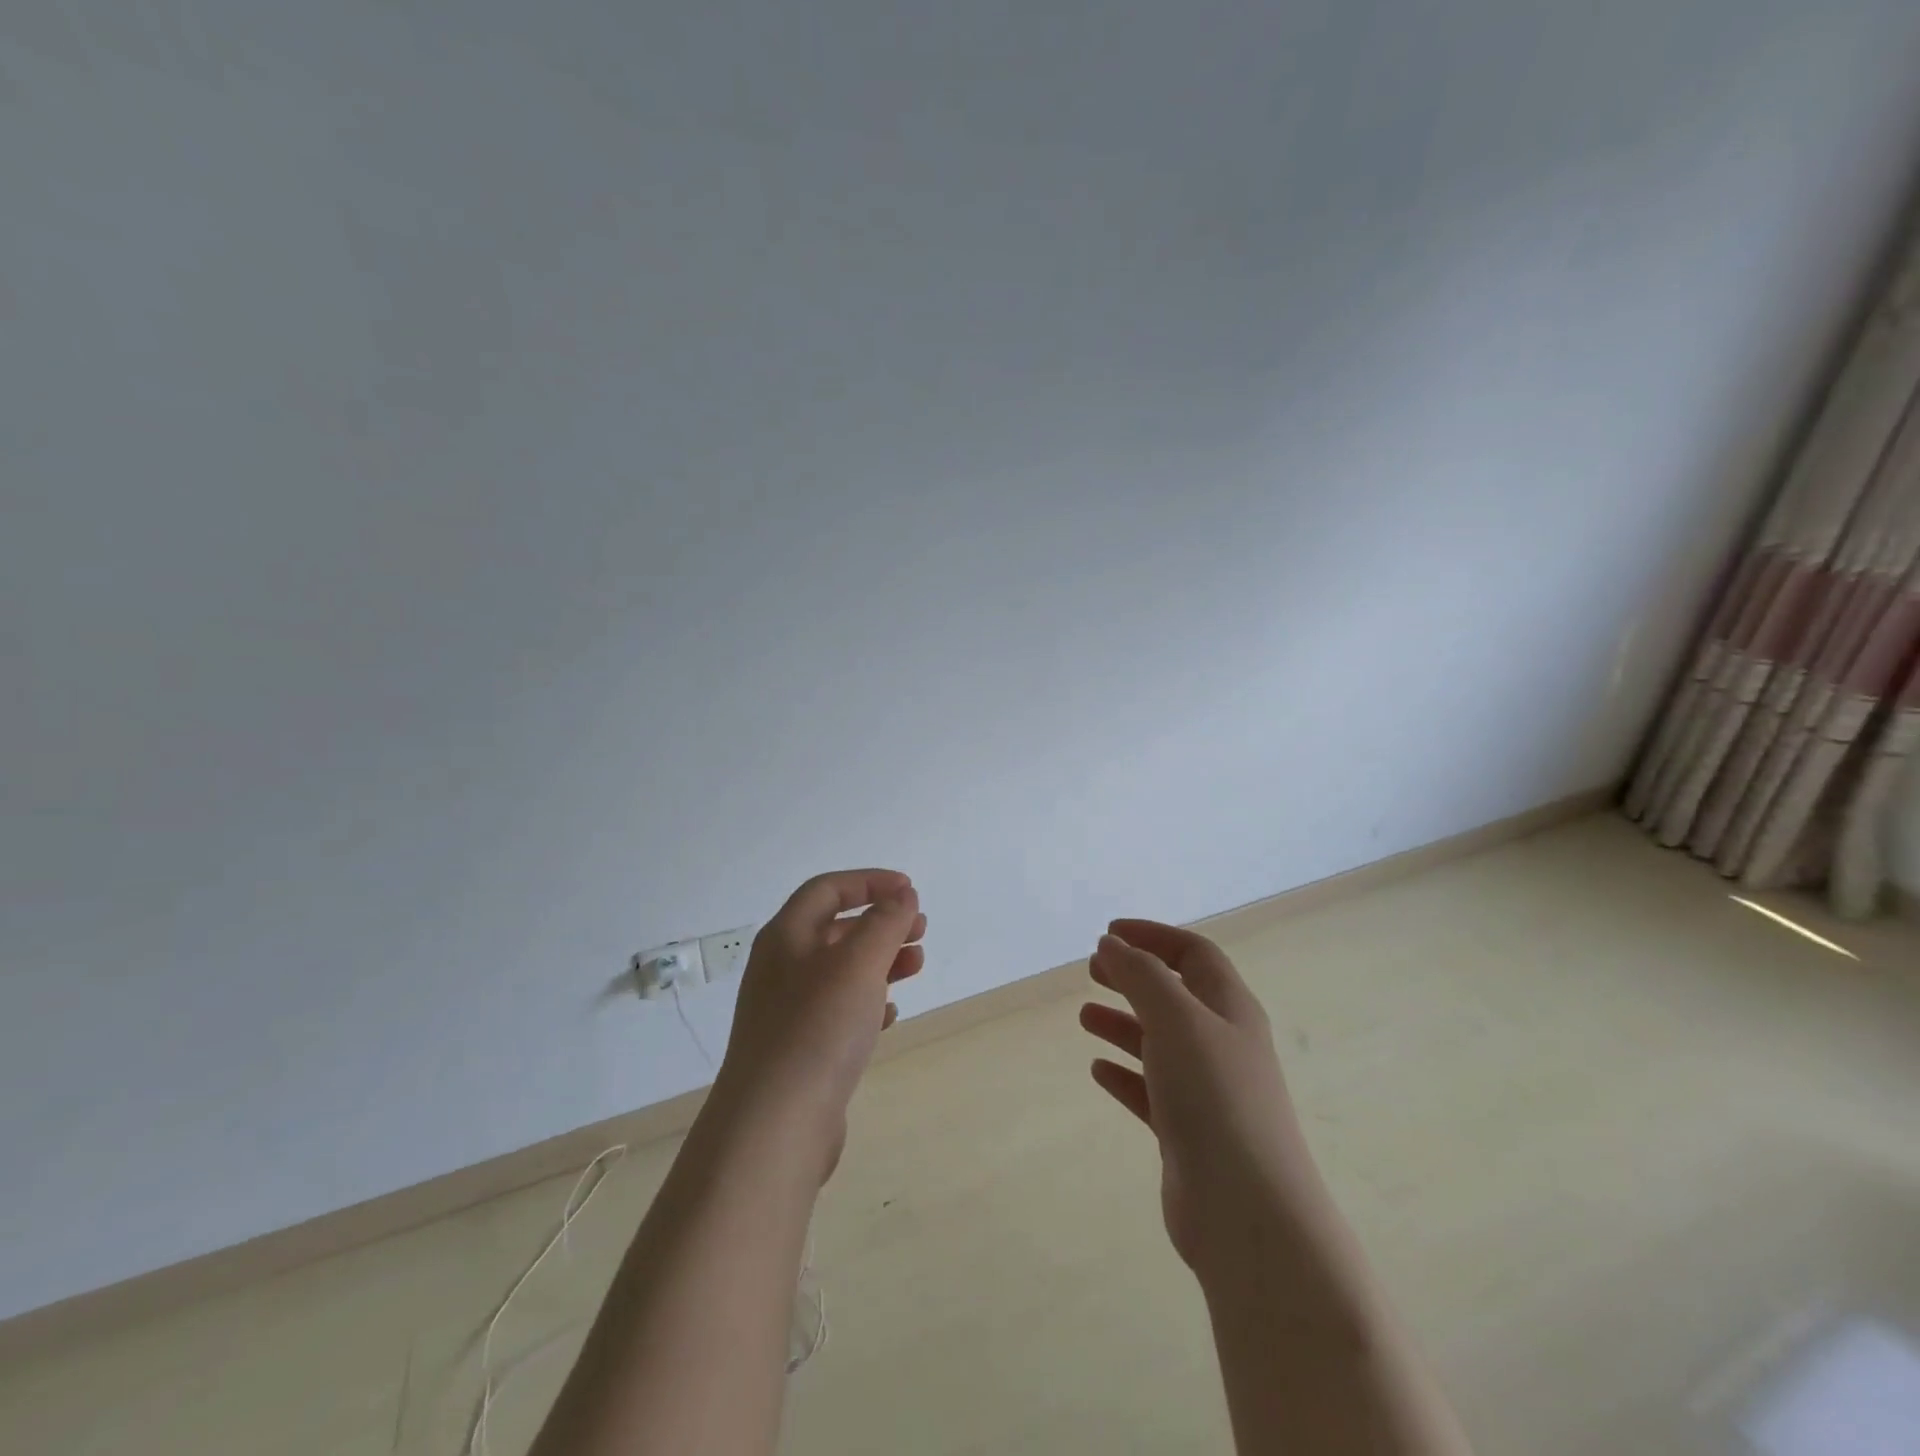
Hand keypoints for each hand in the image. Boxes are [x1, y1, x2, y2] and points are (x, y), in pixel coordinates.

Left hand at [713, 869, 925, 1179]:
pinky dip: (869, 1003)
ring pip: (841, 971)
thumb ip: (885, 922)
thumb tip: (902, 895)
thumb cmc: (818, 1028)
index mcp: (786, 936)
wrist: (775, 1126)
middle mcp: (782, 967)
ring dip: (881, 961)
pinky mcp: (800, 1049)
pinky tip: (891, 1015)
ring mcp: (788, 1011)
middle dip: (881, 923)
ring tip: (917, 966)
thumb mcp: (858, 963)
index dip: (870, 882)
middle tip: (921, 931)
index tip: (910, 890)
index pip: (828, 889)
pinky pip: (839, 1011)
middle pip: (836, 929)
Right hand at [1081, 921, 1316, 1276]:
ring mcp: (1207, 1091)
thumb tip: (1112, 943)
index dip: (1153, 936)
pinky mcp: (1189, 1132)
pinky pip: (1151, 1090)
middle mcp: (1222, 1044)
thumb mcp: (1176, 1019)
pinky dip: (1125, 1074)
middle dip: (1134, 976)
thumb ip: (1141, 975)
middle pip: (1175, 994)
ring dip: (1124, 1024)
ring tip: (1085, 1017)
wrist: (1247, 1212)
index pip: (1194, 954)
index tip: (1108, 933)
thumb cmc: (1214, 1097)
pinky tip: (1098, 1071)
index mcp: (1230, 1009)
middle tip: (1093, 970)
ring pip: (1160, 1042)